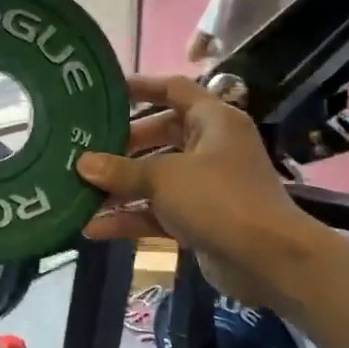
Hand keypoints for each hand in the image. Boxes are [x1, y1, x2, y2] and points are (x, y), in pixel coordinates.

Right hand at [78, 75, 306, 309]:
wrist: (268, 260)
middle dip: (124, 144)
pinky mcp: (201, 219)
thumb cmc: (219, 199)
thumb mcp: (164, 178)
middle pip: (161, 135)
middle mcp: (211, 148)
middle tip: (87, 148)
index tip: (106, 93)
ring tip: (80, 191)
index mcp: (213, 121)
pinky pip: (159, 211)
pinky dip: (132, 217)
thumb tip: (82, 163)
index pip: (174, 90)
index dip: (141, 87)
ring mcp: (206, 186)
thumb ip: (121, 170)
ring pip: (157, 178)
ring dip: (122, 187)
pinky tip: (94, 228)